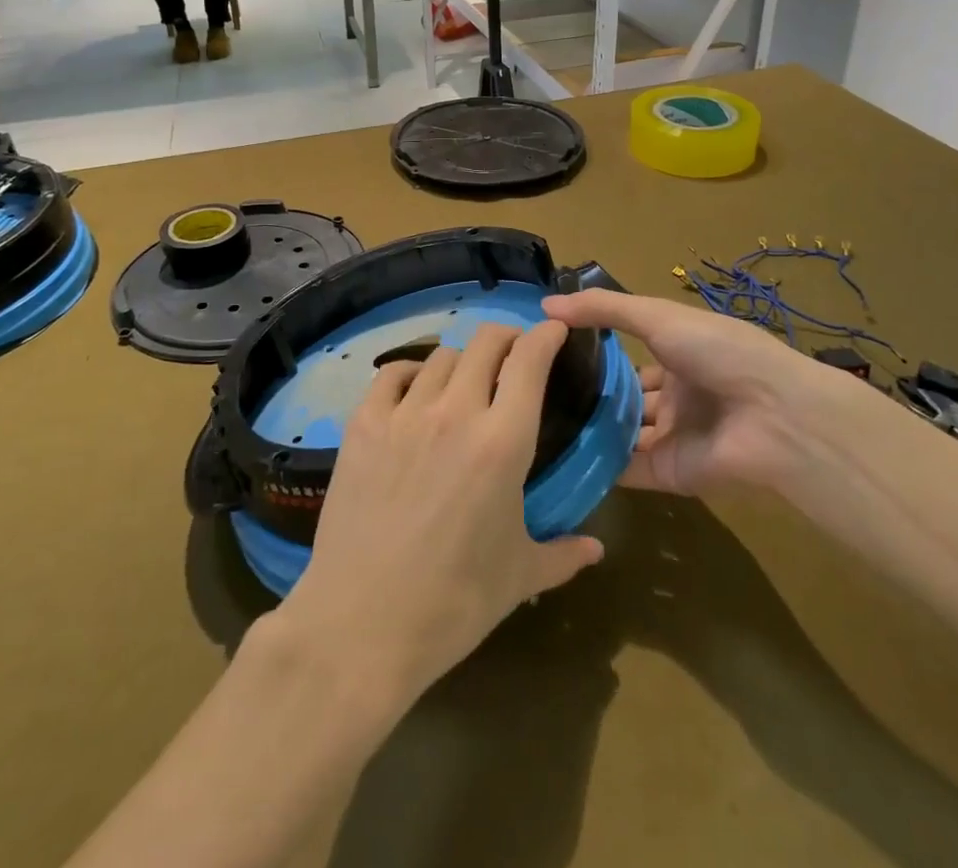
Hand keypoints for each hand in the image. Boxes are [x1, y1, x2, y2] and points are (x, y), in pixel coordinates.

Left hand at [273, 321, 604, 706]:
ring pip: (441, 355)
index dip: (546, 336)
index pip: (529, 360)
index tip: (555, 332)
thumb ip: (563, 554)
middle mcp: (455, 412)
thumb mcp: (519, 577)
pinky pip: (392, 374)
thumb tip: (597, 549)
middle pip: (486, 342)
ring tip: (465, 382)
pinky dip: (411, 373)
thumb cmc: (453, 603)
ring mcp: (405, 414)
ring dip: (463, 361)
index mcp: (503, 441)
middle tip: (514, 355)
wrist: (360, 625)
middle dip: (507, 338)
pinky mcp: (363, 424)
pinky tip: (415, 392)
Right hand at [543, 289, 866, 495]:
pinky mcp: (669, 473)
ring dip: (588, 428)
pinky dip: (596, 464)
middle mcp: (676, 395)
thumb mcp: (659, 317)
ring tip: (534, 422)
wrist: (774, 417)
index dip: (595, 351)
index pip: (631, 354)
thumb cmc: (719, 352)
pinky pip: (626, 468)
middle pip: (624, 396)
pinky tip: (555, 455)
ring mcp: (673, 436)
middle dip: (587, 393)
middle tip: (533, 390)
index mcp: (680, 354)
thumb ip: (604, 309)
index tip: (548, 349)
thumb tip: (545, 305)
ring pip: (622, 433)